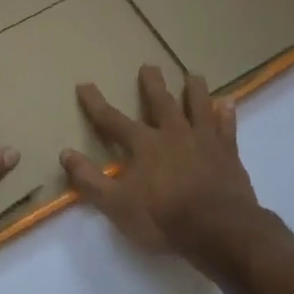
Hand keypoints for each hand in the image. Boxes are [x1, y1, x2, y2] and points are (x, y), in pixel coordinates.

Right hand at [61, 65, 262, 265]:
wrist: (217, 228)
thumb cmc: (162, 217)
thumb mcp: (116, 204)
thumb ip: (89, 179)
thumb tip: (65, 153)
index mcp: (143, 145)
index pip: (112, 120)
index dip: (95, 103)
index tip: (84, 84)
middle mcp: (173, 134)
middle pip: (161, 102)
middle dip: (152, 84)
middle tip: (149, 65)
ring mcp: (204, 141)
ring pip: (198, 107)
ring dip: (194, 90)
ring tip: (193, 76)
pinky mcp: (228, 153)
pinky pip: (227, 127)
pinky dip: (227, 114)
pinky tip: (228, 103)